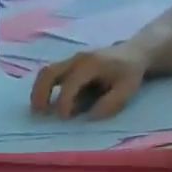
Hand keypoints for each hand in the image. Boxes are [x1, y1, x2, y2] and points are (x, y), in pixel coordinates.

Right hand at [29, 43, 151, 119]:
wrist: (134, 52)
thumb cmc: (129, 73)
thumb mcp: (127, 89)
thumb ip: (110, 103)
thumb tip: (90, 117)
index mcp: (90, 65)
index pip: (70, 84)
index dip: (64, 103)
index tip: (64, 119)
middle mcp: (76, 60)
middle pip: (49, 73)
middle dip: (40, 94)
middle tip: (39, 114)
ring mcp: (70, 61)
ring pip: (45, 73)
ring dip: (38, 92)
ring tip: (38, 110)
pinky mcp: (68, 65)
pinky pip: (50, 75)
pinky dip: (43, 89)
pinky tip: (45, 104)